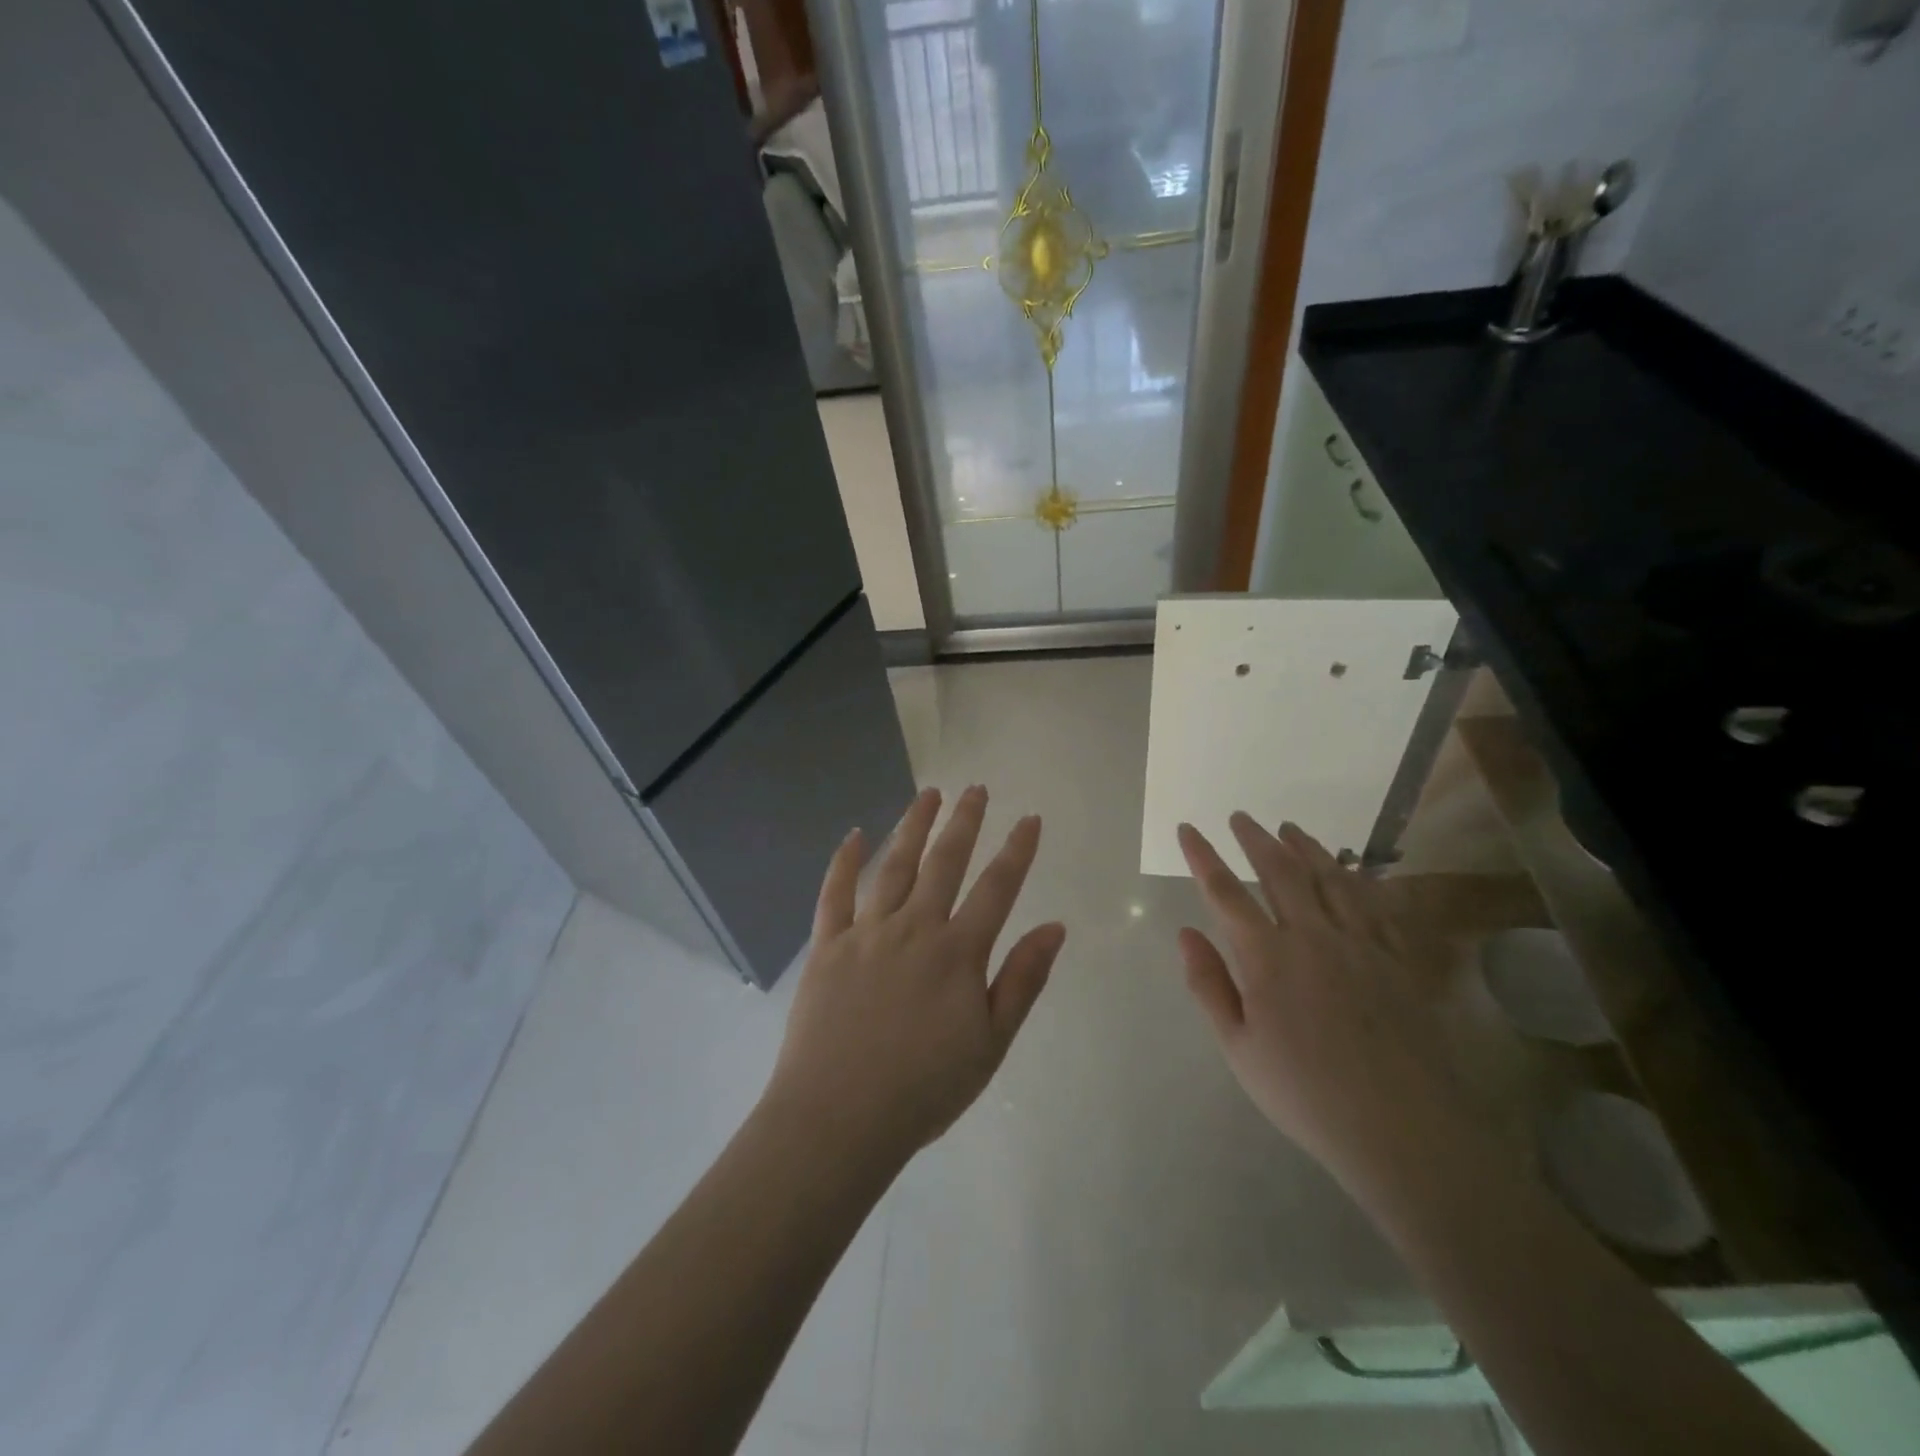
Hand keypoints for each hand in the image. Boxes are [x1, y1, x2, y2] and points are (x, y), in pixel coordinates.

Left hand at [766, 786, 1066, 1167]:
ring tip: (928, 794)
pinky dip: (844, 861)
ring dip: (913, 826)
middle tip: (976, 788)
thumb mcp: (991, 1044)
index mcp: (957, 952)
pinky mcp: (827, 946)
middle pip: (944, 862)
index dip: (1017, 850)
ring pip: (893, 866)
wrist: (839, 1118)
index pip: (997, 888)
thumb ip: (1022, 980)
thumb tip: (1054, 927)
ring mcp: (866, 933)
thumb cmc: (924, 1088)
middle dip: (964, 822)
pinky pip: (835, 893)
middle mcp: (914, 928)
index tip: (1030, 818)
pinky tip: (854, 835)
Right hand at [1177, 815, 1469, 1189]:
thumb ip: (1208, 984)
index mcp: (1267, 956)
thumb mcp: (1238, 1048)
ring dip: (1305, 847)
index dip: (1203, 857)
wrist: (1403, 1130)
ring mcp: (1361, 943)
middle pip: (1280, 871)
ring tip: (1289, 828)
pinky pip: (1376, 903)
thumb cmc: (1305, 1093)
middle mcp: (1313, 935)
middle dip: (1255, 838)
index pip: (1225, 892)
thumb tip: (1186, 932)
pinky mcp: (1398, 959)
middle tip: (1240, 817)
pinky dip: (1358, 878)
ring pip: (1330, 877)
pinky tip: (1352, 870)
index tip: (1188, 829)